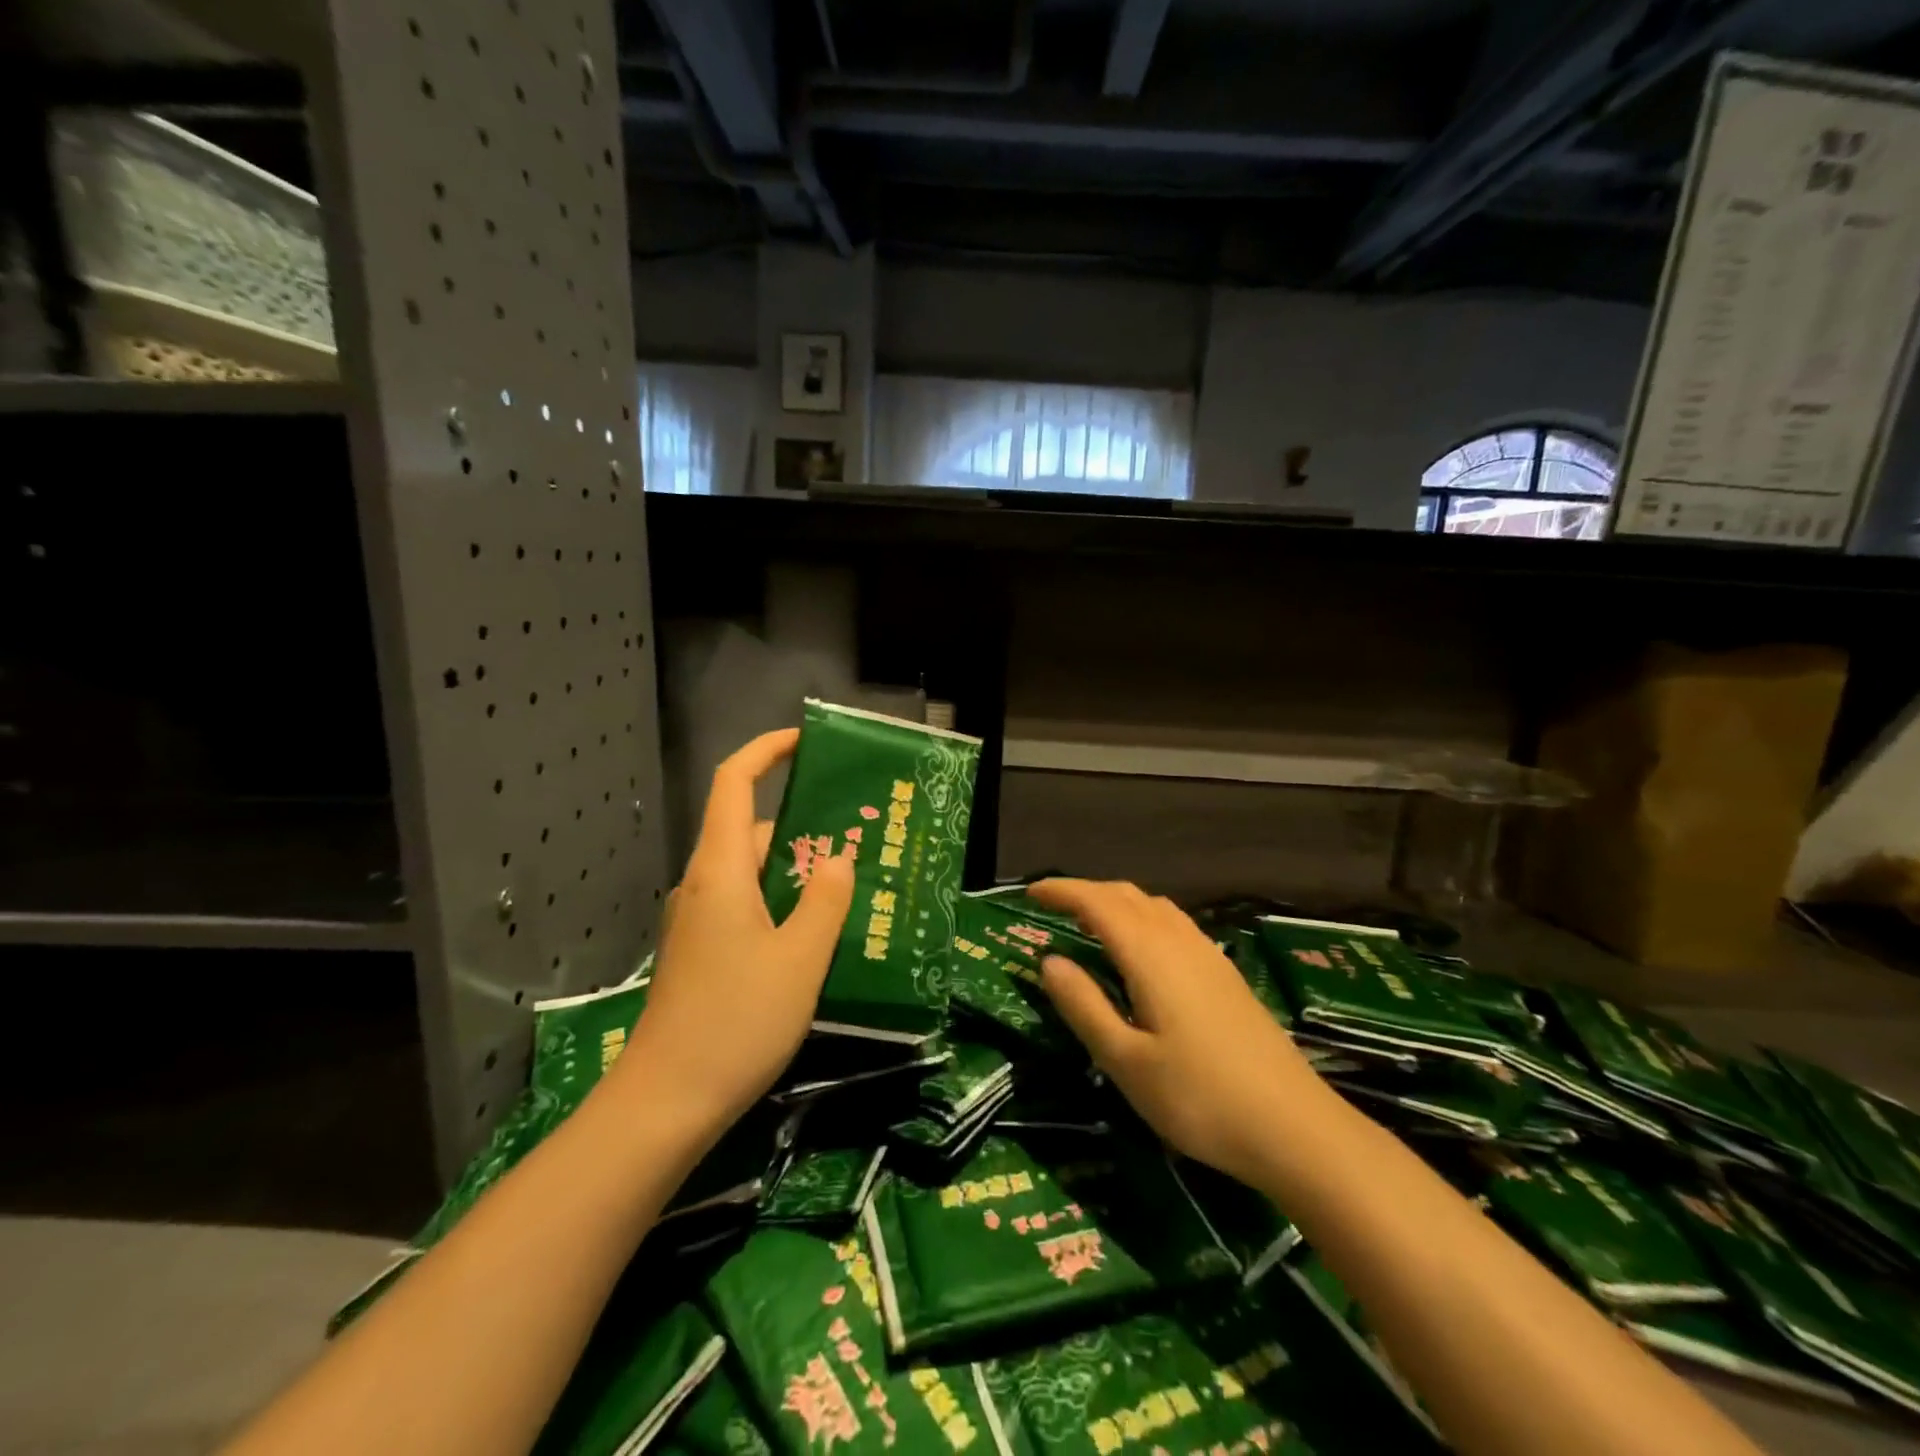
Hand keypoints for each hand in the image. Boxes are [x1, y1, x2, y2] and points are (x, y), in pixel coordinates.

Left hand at [619, 730, 855, 1132]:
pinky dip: (784, 905)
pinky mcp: (702, 952)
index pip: (735, 783)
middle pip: (754, 831)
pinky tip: (819, 934)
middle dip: (806, 827)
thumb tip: (838, 858)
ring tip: (854, 888)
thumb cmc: (737, 1020)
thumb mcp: (800, 957)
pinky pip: (748, 906)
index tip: (807, 742)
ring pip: (755, 874)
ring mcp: (699, 920)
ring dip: (800, 873)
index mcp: (721, 870)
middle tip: (861, 839)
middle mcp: (704, 885)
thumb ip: (827, 900)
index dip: (767, 751)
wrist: (666, 1102)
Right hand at [1028, 878, 1327, 1185]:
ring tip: (1090, 923)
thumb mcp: (1126, 1062)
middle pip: (1127, 895)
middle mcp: (1180, 940)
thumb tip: (1048, 960)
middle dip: (1086, 892)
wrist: (1295, 1128)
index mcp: (1150, 954)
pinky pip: (1174, 923)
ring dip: (1117, 902)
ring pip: (1154, 906)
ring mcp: (1208, 954)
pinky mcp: (1226, 974)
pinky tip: (1142, 950)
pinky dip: (1143, 918)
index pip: (1097, 902)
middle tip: (1052, 907)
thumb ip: (1084, 1005)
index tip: (1029, 893)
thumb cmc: (1200, 1098)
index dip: (1061, 891)